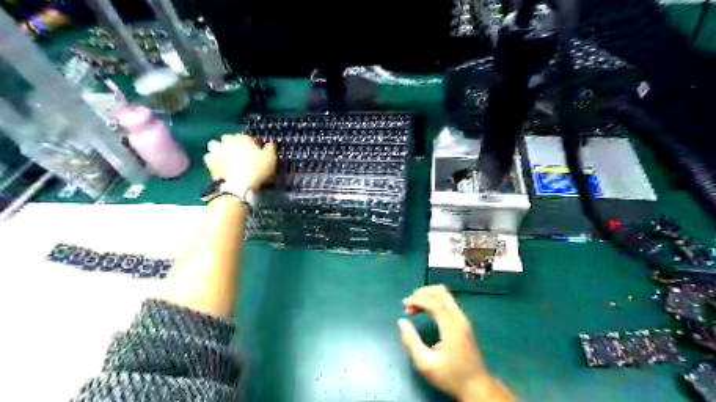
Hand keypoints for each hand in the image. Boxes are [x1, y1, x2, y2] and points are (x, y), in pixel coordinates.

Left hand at [206, 134, 277, 189]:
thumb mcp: (271, 159)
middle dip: (233, 143)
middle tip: (240, 154)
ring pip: (216, 145)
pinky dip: (213, 160)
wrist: (237, 186)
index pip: (248, 137)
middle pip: (229, 138)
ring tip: (226, 157)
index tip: (257, 152)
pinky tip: (219, 165)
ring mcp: (217, 151)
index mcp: (243, 138)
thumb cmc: (257, 169)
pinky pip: (210, 158)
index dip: (253, 145)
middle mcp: (228, 141)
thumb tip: (269, 144)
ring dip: (220, 148)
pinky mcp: (209, 163)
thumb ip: (270, 148)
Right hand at [400, 286, 518, 401]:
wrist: (477, 386)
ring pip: (446, 295)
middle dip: (422, 293)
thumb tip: (401, 321)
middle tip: (408, 303)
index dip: (418, 299)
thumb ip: (411, 341)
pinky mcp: (463, 322)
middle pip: (441, 293)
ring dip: (428, 295)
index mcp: (451, 327)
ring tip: (414, 305)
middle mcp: (459, 318)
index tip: (404, 305)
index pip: (434, 302)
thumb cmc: (450, 376)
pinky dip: (434, 300)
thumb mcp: (425, 364)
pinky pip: (448, 302)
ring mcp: (463, 319)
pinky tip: (425, 309)